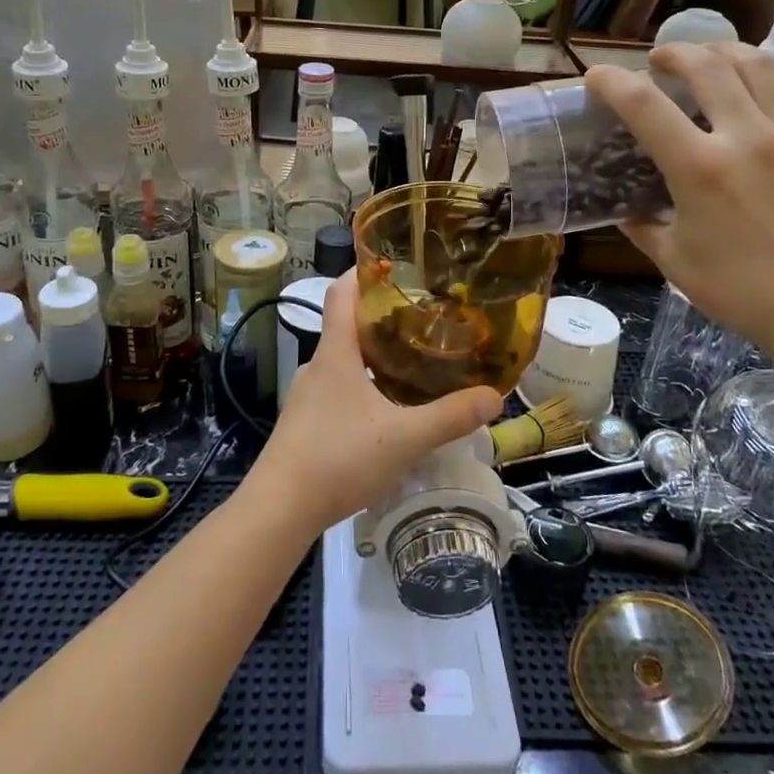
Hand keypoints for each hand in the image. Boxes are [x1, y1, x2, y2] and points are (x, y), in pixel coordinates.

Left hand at [245, 273, 499, 533]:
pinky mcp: (306, 422)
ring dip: (376, 355)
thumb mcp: (404, 438)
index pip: (341, 291)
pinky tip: (390, 410)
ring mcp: (309, 395)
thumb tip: (494, 396)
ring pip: (345, 360)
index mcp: (336, 352)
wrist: (279, 509)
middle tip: (425, 319)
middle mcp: (318, 365)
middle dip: (384, 317)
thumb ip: (450, 417)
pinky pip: (340, 389)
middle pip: (348, 324)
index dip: (364, 271)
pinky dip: (366, 386)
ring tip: (415, 363)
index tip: (396, 264)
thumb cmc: (338, 458)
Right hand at [584, 42, 773, 357]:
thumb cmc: (740, 290)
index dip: (612, 82)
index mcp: (699, 169)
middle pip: (705, 66)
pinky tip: (773, 79)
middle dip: (673, 53)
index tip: (598, 76)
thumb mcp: (672, 261)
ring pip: (759, 65)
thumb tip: (624, 207)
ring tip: (710, 59)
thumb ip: (642, 226)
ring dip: (725, 52)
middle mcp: (747, 138)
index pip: (643, 105)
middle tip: (659, 62)